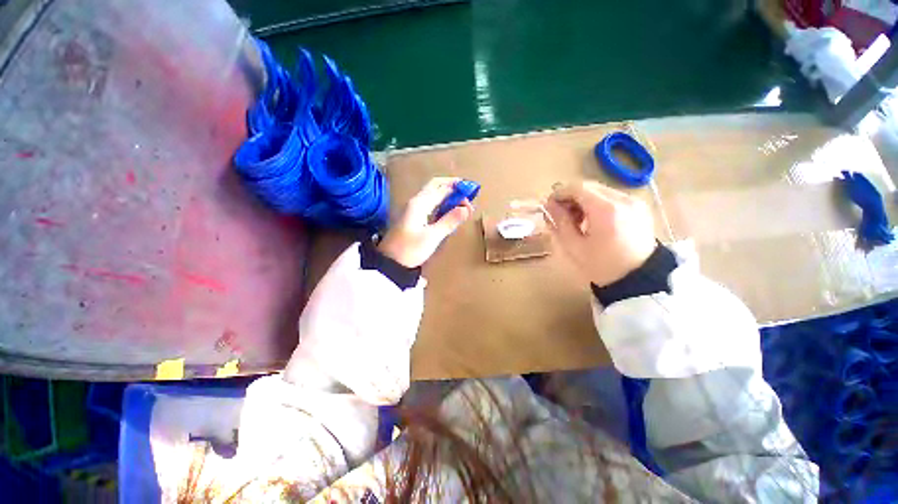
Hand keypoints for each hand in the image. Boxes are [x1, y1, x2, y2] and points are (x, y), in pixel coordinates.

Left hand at [378, 177, 473, 266]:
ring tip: (462, 204)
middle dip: (453, 188)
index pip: (442, 188)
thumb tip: (466, 209)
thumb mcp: (432, 236)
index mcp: (420, 203)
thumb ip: (449, 221)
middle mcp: (416, 202)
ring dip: (448, 196)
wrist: (390, 263)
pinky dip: (442, 205)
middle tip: (468, 195)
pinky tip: (449, 212)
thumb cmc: (410, 249)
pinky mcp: (414, 217)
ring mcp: (414, 209)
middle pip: (436, 186)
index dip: (458, 188)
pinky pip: (430, 205)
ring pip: (433, 195)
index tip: (472, 196)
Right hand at [546, 181, 656, 286]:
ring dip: (583, 200)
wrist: (639, 280)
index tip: (549, 206)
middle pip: (589, 187)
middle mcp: (623, 199)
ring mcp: (634, 202)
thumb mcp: (574, 246)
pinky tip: (593, 221)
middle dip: (571, 197)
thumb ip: (560, 222)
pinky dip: (598, 204)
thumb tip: (549, 205)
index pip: (577, 188)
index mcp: (606, 210)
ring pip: (600, 191)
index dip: (559, 193)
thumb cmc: (602, 266)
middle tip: (561, 215)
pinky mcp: (640, 207)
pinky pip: (612, 197)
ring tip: (577, 220)